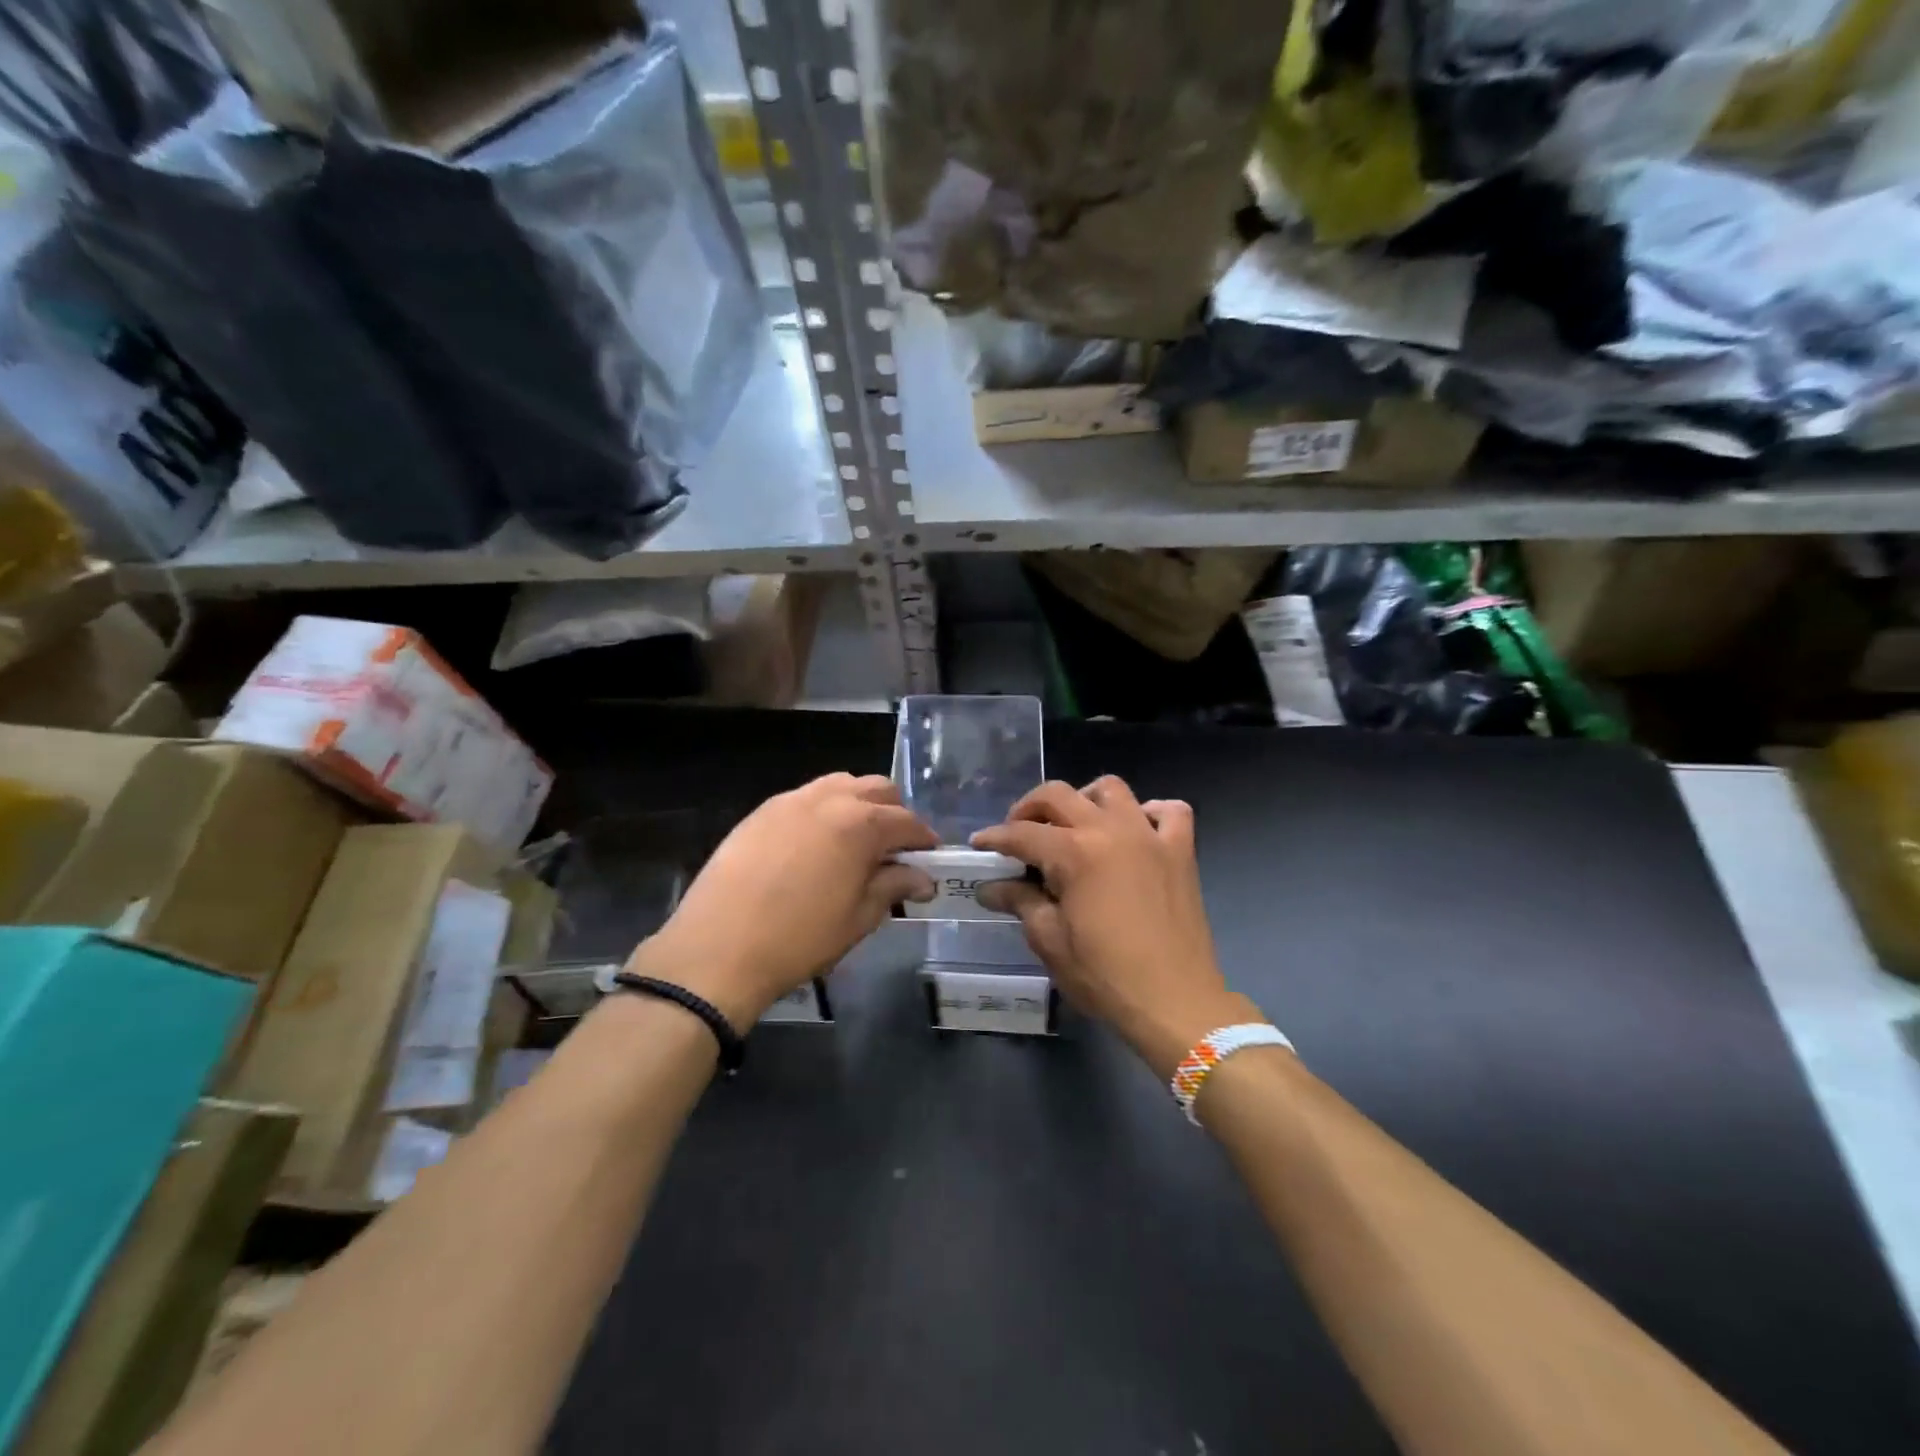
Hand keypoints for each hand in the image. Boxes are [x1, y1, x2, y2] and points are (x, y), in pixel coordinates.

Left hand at [628, 774, 937, 1025]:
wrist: (718, 948)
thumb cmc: (800, 939)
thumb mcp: (858, 918)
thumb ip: (893, 887)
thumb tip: (921, 877)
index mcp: (861, 824)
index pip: (907, 821)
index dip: (923, 840)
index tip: (929, 859)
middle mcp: (829, 799)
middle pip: (877, 789)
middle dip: (894, 814)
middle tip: (894, 850)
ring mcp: (791, 800)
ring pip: (840, 785)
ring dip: (858, 805)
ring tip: (855, 842)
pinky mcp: (762, 811)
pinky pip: (805, 798)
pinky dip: (823, 811)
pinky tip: (816, 845)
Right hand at [973, 776, 1260, 1077]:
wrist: (1174, 1002)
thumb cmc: (1104, 975)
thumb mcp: (1049, 940)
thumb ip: (1020, 902)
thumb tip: (991, 887)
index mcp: (1073, 852)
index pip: (1021, 833)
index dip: (994, 838)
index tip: (978, 844)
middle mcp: (1110, 830)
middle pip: (1059, 795)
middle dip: (1028, 808)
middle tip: (1018, 833)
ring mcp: (1149, 836)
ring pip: (1111, 789)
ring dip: (1085, 799)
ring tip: (1074, 825)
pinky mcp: (1181, 851)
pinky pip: (1169, 811)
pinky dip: (1149, 812)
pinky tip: (1135, 831)